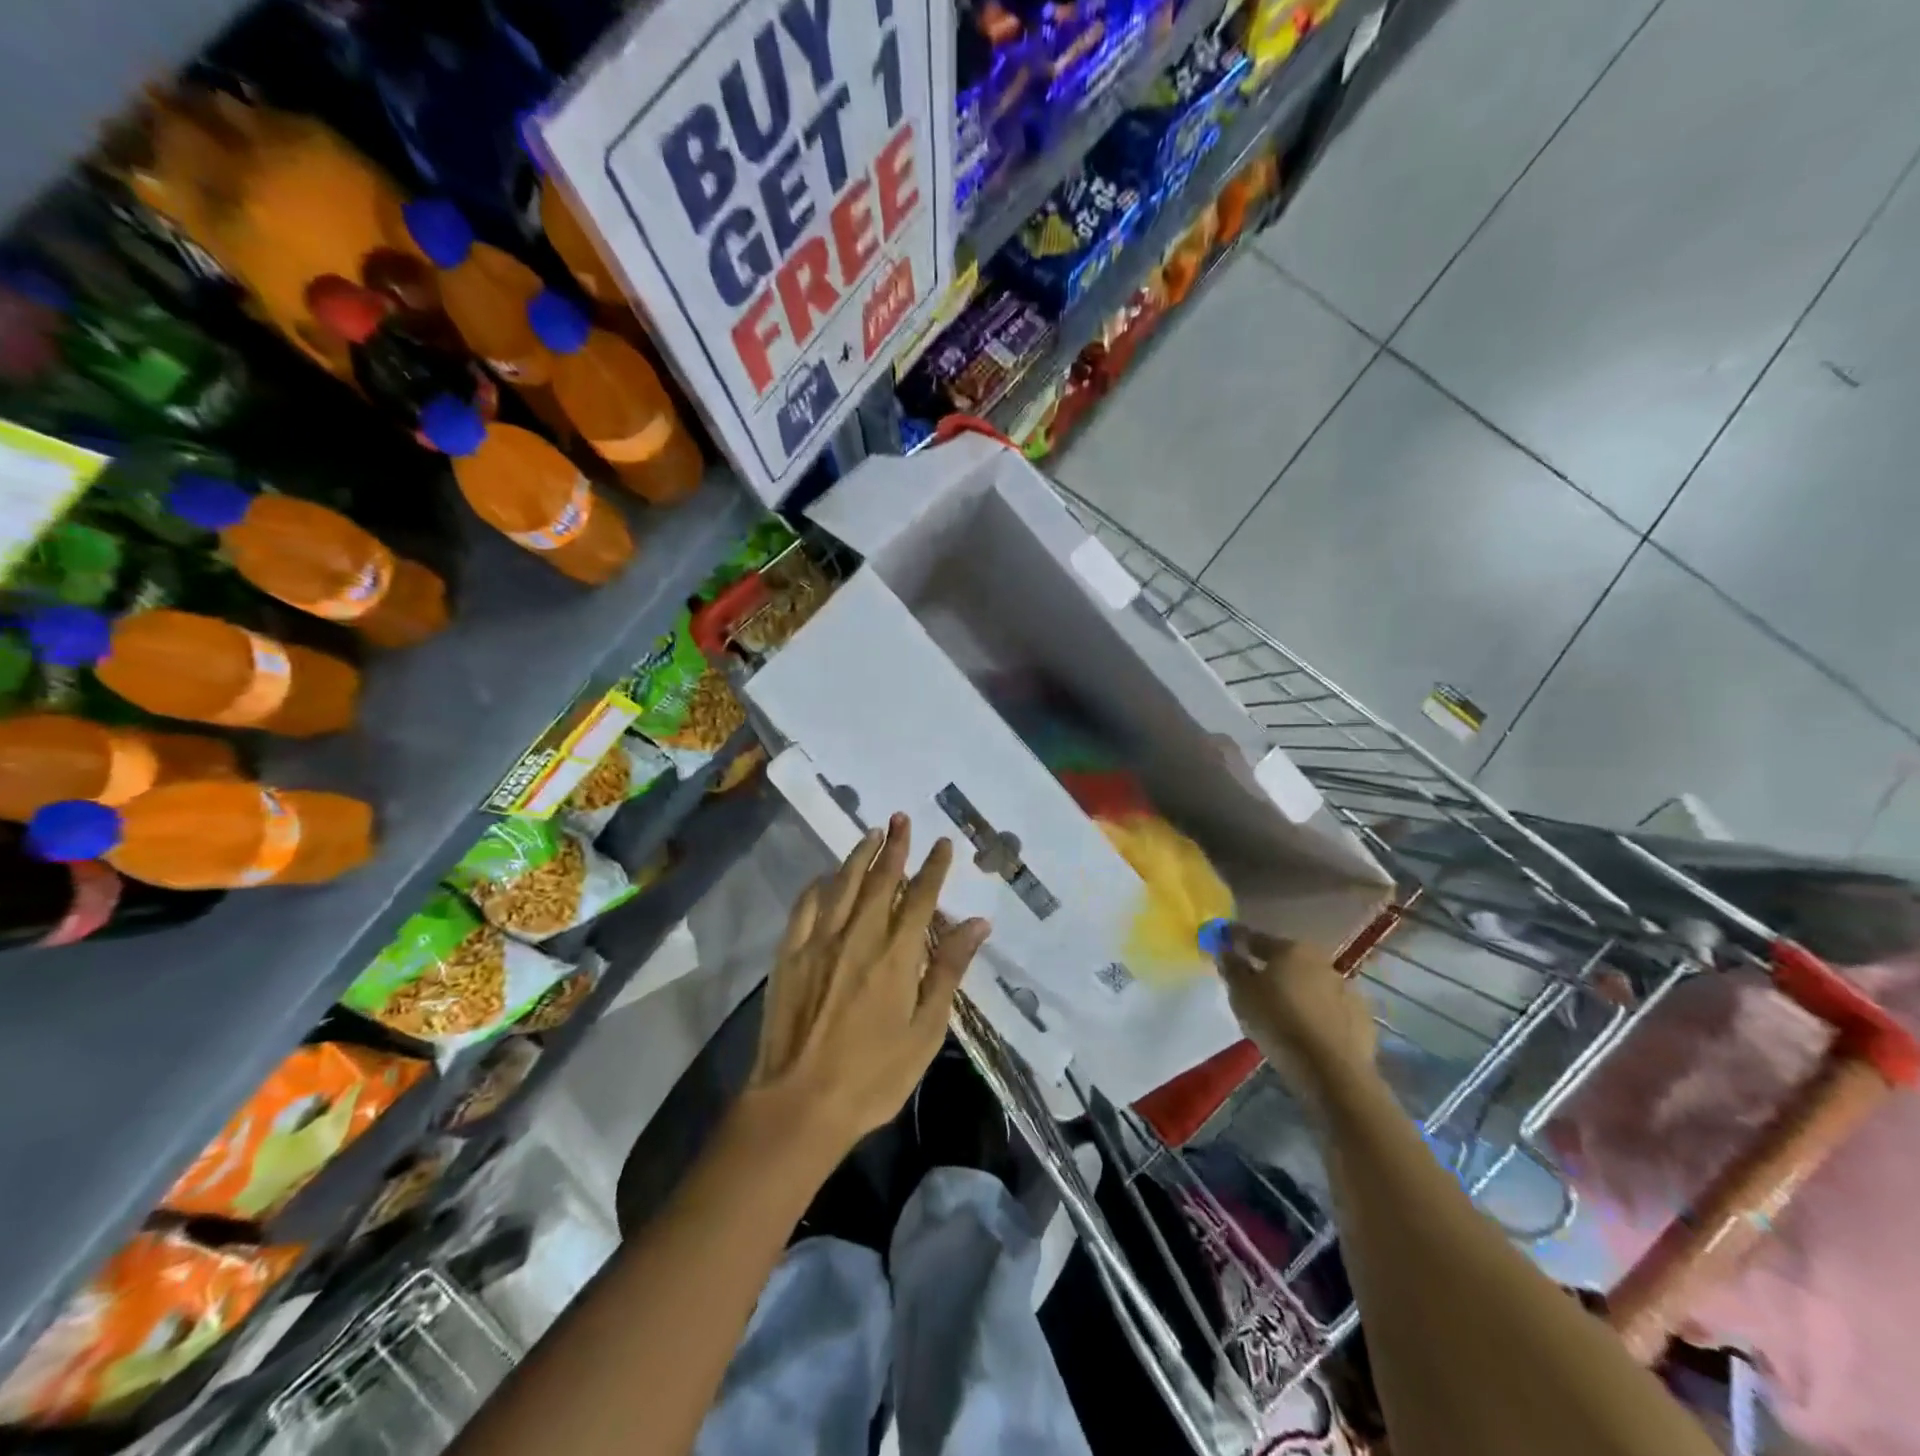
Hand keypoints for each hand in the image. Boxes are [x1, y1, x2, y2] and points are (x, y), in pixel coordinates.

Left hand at [747, 814, 991, 1154]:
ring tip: (872, 833)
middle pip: (879, 880)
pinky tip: (824, 878)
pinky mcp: (789, 956)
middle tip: (902, 819)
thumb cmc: (873, 1076)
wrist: (799, 1104)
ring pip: (841, 885)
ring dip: (858, 856)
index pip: (919, 897)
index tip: (942, 843)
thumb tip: (977, 924)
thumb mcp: (925, 1031)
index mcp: (896, 956)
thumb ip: (948, 971)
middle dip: (895, 847)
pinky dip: (817, 887)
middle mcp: (858, 937)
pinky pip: (804, 908)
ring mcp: (819, 943)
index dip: (933, 867)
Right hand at [1217, 924, 1376, 1107]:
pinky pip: (1330, 1008)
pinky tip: (1307, 1028)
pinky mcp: (1361, 1016)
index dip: (1237, 939)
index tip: (1224, 940)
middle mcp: (1320, 961)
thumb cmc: (1278, 1023)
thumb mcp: (1242, 995)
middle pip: (1287, 959)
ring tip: (1282, 1009)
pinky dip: (1317, 1012)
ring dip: (1297, 990)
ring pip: (1311, 983)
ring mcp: (1345, 988)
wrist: (1332, 1070)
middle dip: (1271, 966)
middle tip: (1254, 980)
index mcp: (1290, 949)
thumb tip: (1227, 950)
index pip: (1256, 938)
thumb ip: (1232, 968)